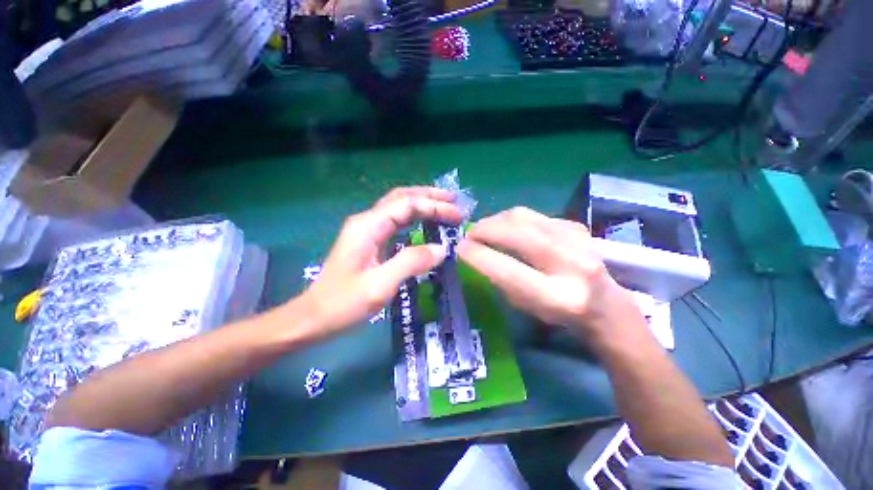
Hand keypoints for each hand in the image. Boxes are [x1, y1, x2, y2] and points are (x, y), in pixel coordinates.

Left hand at [298, 187, 460, 338]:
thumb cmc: (343, 303)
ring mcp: (366, 230)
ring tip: (445, 206)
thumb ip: (411, 263)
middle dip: (429, 196)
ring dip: (422, 203)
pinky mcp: (369, 240)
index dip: (434, 207)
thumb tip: (442, 249)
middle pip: (401, 197)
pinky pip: (395, 221)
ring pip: (398, 206)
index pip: (407, 205)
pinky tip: (425, 222)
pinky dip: (414, 217)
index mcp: (368, 226)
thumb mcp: (380, 285)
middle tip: (454, 200)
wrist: (313, 317)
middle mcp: (367, 221)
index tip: (457, 215)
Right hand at [456, 207, 640, 342]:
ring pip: (522, 216)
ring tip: (484, 229)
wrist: (604, 303)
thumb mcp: (525, 306)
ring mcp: (577, 239)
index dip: (477, 255)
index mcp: (557, 296)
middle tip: (469, 235)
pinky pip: (533, 215)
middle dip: (483, 229)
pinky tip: (507, 229)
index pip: (507, 269)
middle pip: (515, 232)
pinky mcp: (575, 225)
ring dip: (495, 220)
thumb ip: (500, 279)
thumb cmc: (558, 313)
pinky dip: (512, 220)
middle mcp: (571, 264)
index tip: (459, 248)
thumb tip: (476, 252)